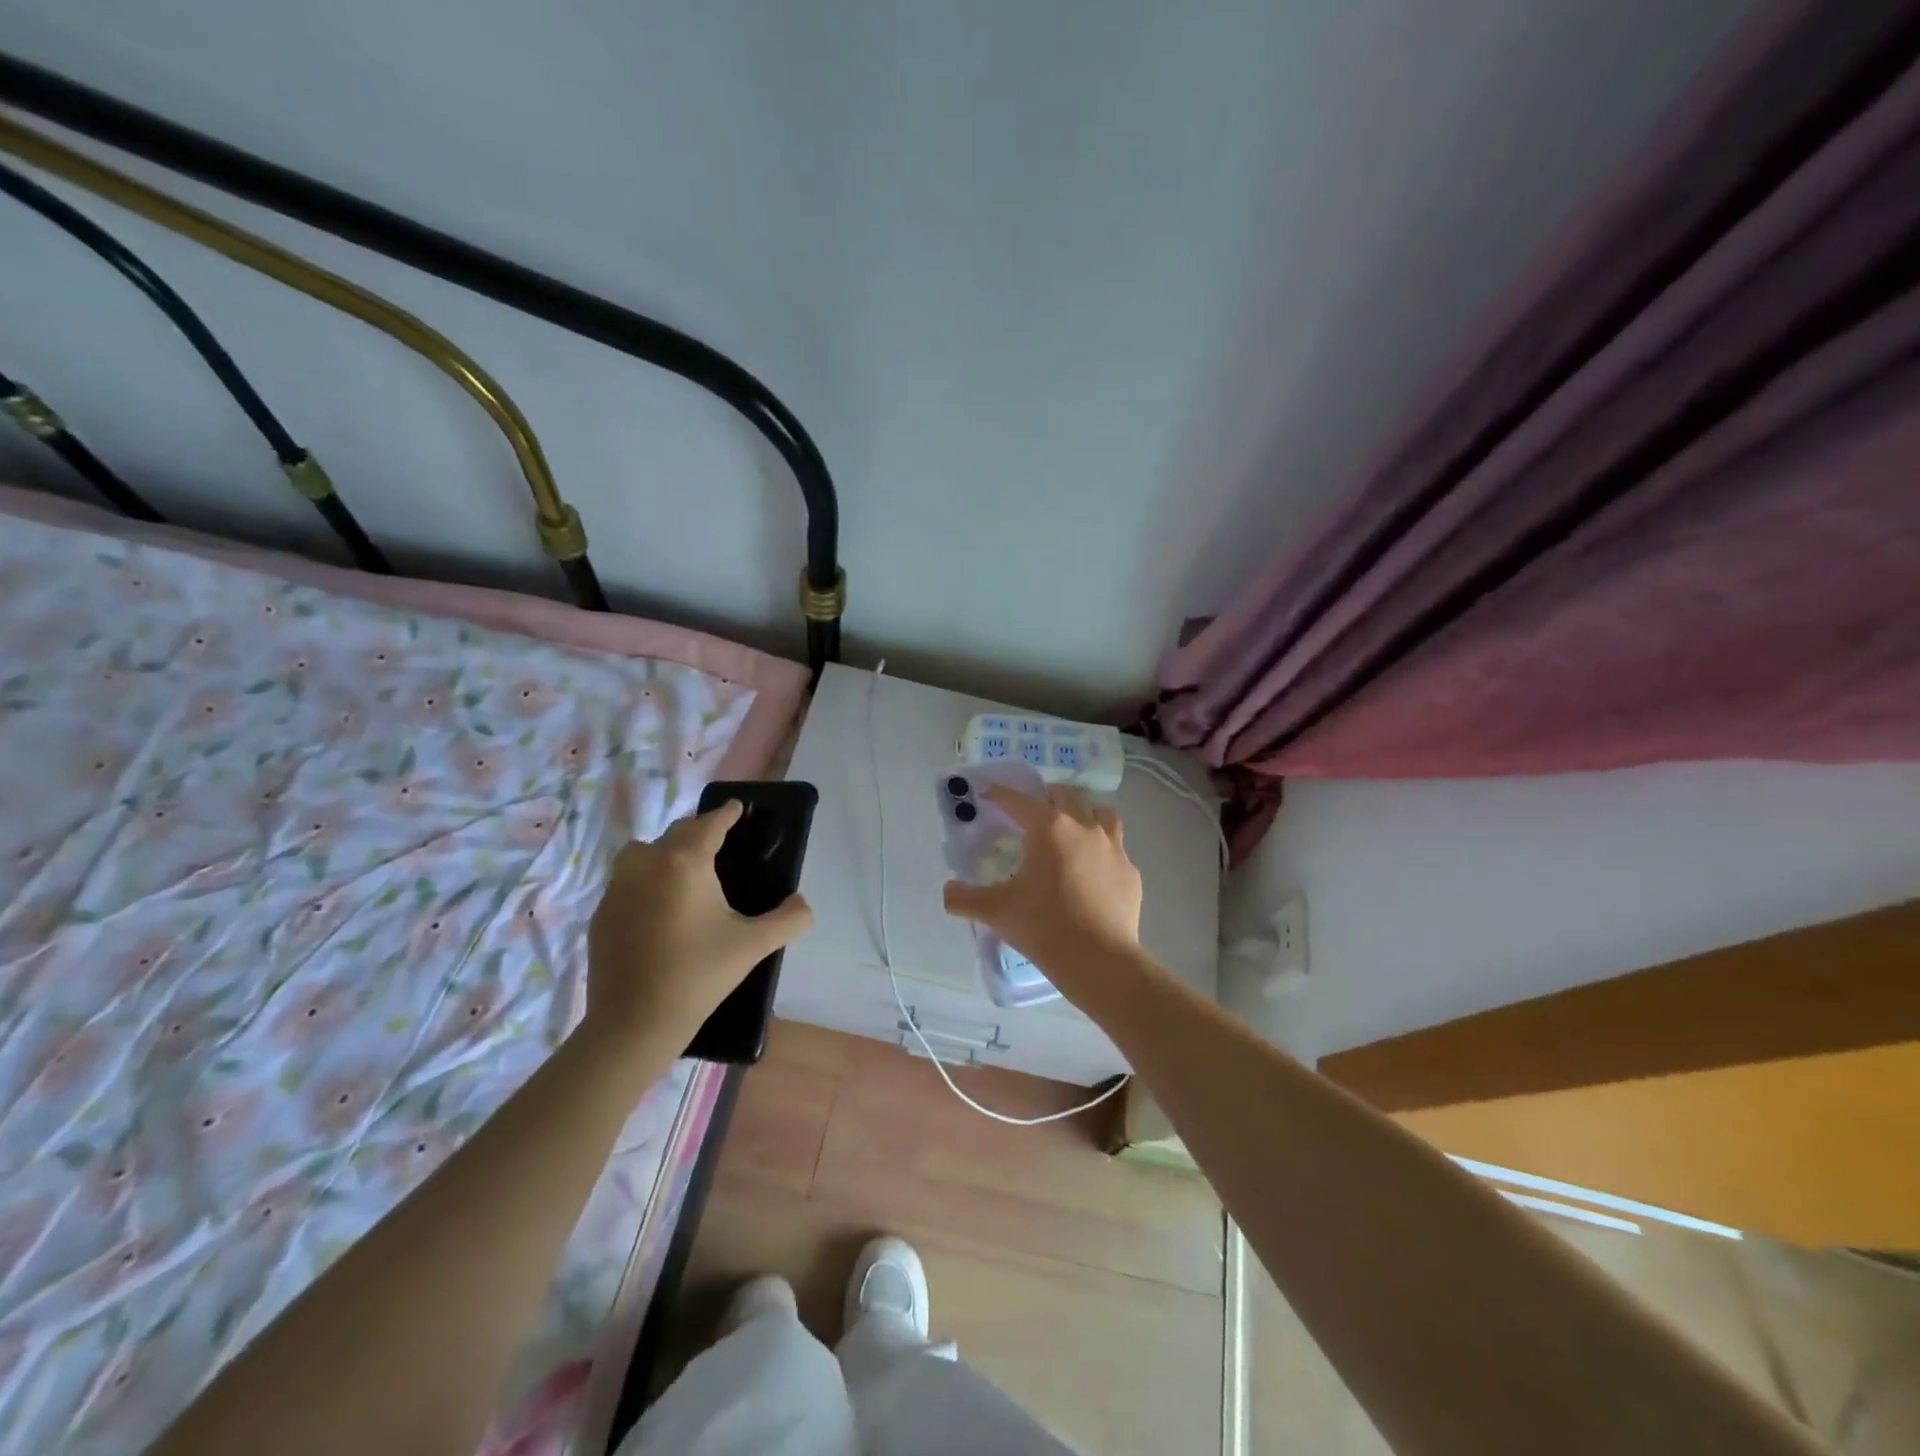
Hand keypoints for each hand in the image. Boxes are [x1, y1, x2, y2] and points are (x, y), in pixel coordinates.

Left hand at [585, 801, 812, 1049]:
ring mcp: (618, 889)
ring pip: (642, 852)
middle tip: (718, 842)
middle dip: (698, 831)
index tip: (738, 808)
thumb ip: (788, 919)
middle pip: (675, 833)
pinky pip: (626, 881)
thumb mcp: (754, 945)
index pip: (709, 825)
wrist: (635, 1023)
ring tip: (683, 872)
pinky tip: (658, 908)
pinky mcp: (601, 913)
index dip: (726, 814)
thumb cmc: (699, 975)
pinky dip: (644, 881)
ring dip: (664, 852)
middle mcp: (647, 865)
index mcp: (685, 864)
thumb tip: (803, 904)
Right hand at [941, 785, 1146, 1005]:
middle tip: (1030, 813)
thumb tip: (947, 892)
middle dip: (1044, 798)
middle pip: (1064, 796)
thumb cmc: (1044, 927)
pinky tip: (1093, 870)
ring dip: (1083, 814)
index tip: (987, 792)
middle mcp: (1084, 827)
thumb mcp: (997, 912)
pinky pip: (1116, 848)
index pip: (1019, 801)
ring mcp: (1113, 848)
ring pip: (1100, 814)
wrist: (1100, 960)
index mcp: (1049, 829)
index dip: (1000, 794)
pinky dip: (1102, 850)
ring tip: (1071, 830)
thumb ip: (965, 898)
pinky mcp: (1130, 872)